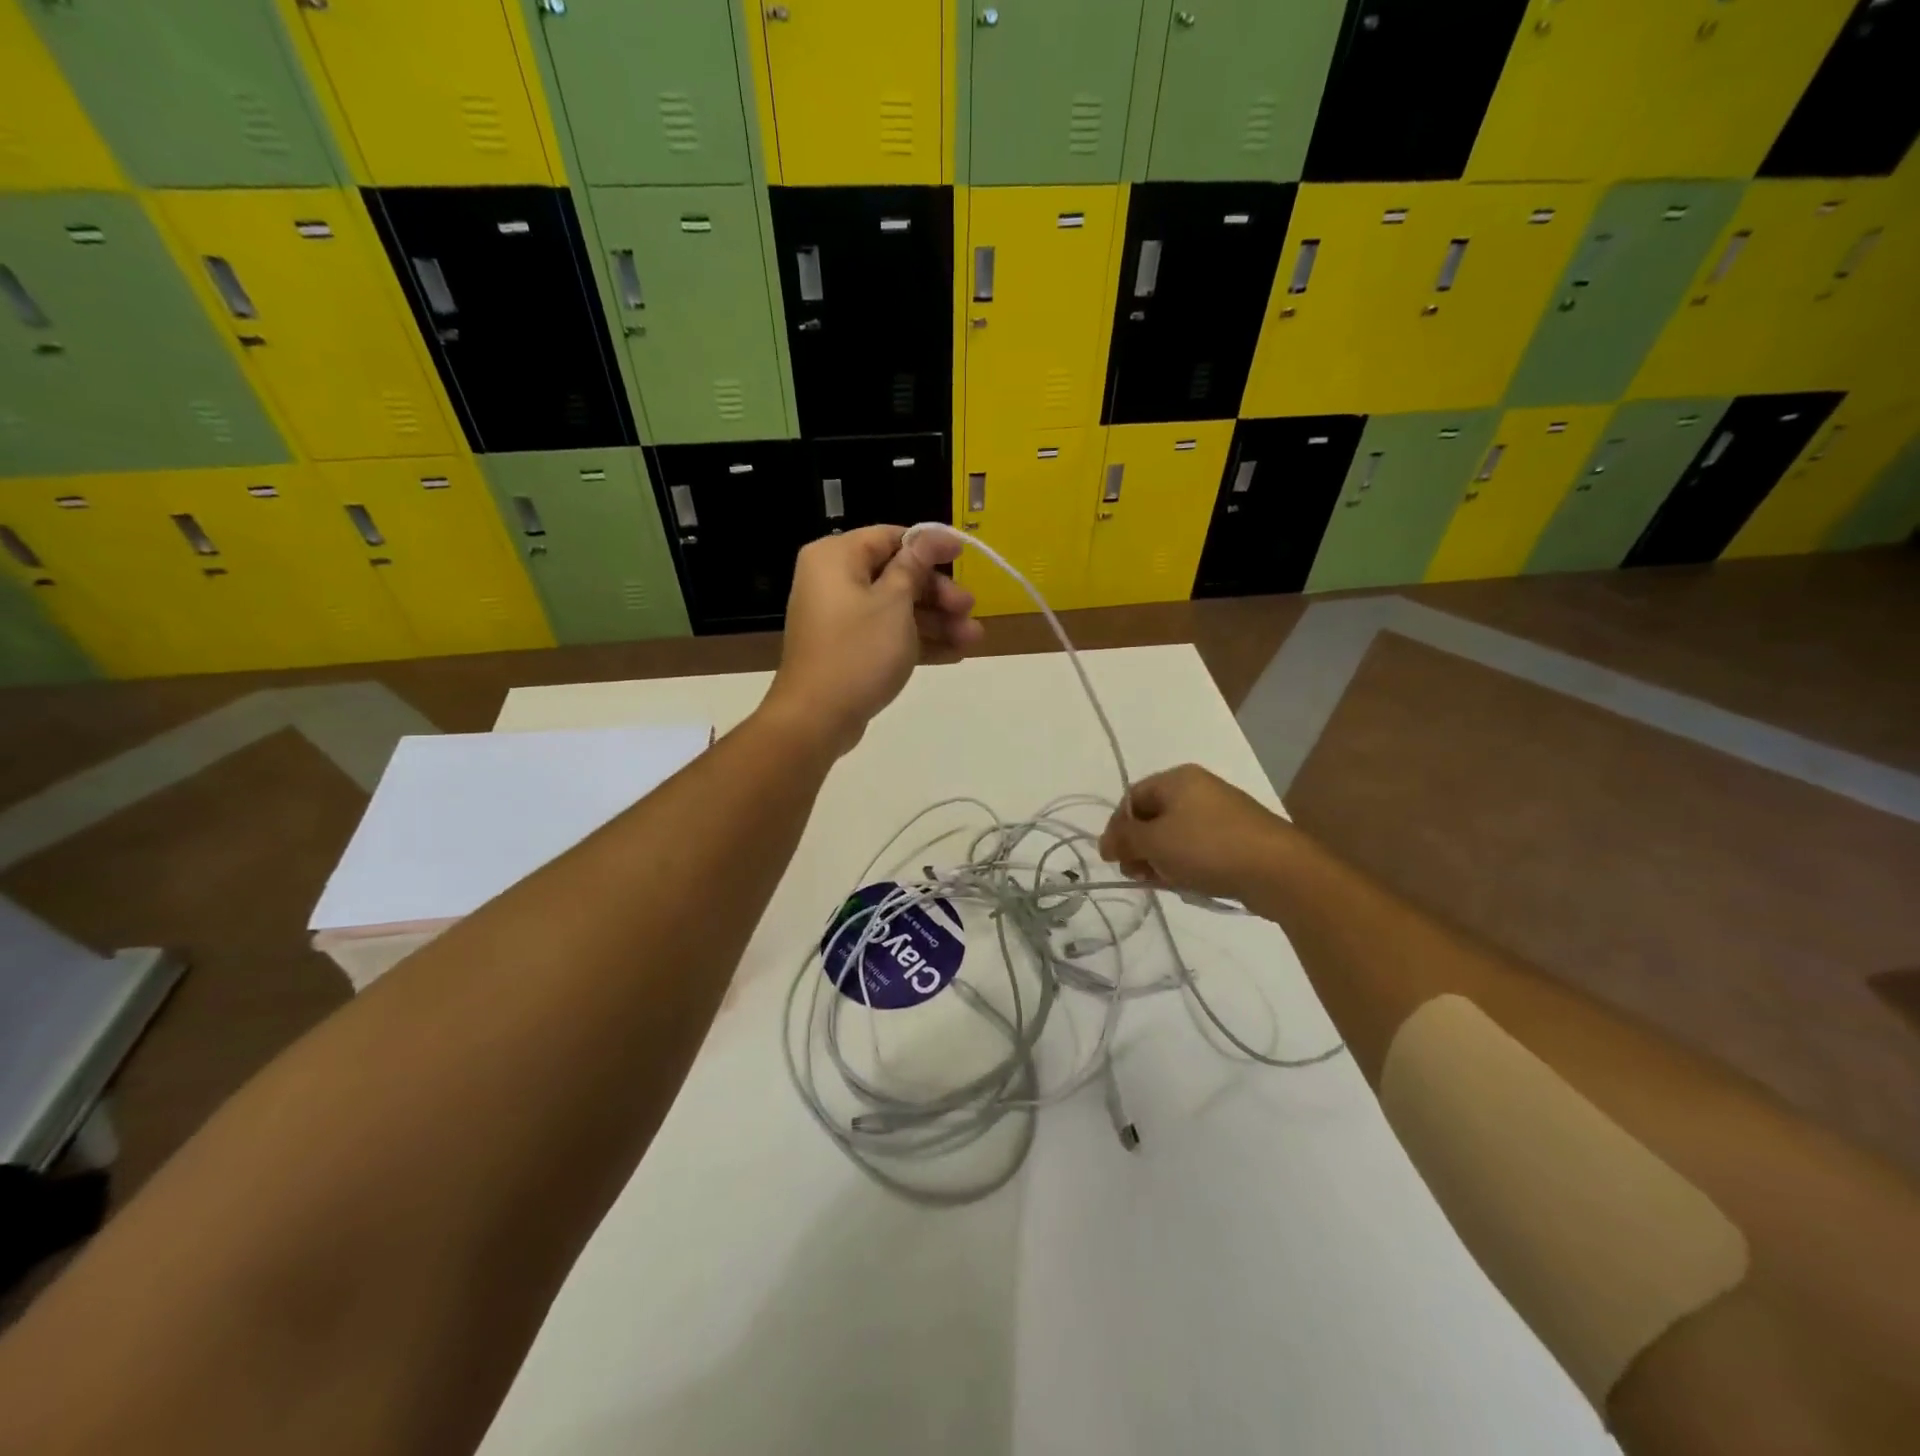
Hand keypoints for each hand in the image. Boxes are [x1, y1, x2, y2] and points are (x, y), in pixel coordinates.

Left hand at [761, 525, 982, 755]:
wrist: (817, 718)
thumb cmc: (858, 651)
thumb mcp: (895, 602)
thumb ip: (915, 566)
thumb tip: (931, 536)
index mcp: (836, 557)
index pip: (891, 537)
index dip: (930, 546)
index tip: (964, 557)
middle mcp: (834, 580)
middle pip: (897, 575)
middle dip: (939, 594)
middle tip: (970, 609)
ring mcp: (841, 618)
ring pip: (897, 608)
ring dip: (937, 622)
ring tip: (973, 639)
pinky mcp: (849, 649)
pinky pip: (888, 635)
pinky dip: (918, 641)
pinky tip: (955, 654)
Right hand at [1098, 764, 1294, 901]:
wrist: (1278, 870)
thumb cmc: (1208, 847)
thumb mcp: (1154, 842)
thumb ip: (1124, 840)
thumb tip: (1106, 843)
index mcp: (1177, 779)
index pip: (1132, 798)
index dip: (1117, 827)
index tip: (1112, 858)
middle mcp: (1198, 789)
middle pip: (1153, 816)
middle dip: (1139, 846)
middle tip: (1137, 874)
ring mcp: (1221, 813)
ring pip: (1175, 835)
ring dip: (1160, 859)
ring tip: (1163, 882)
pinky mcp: (1237, 837)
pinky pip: (1198, 847)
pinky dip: (1185, 863)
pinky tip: (1186, 883)